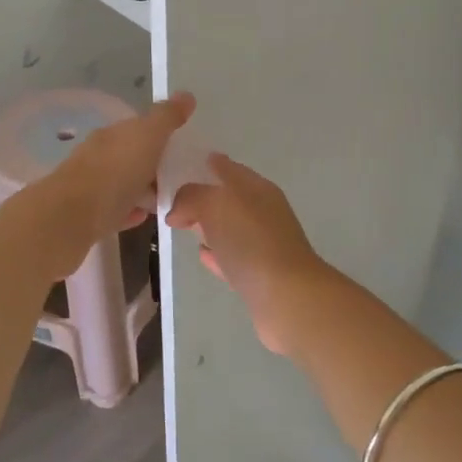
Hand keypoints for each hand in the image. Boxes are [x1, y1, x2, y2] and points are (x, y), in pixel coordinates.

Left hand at [37, 93, 194, 266]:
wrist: (70, 218)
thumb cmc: (114, 172)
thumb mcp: (148, 137)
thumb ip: (167, 117)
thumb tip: (186, 94)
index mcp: (112, 134)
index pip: (138, 127)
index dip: (161, 132)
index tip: (182, 143)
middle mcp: (98, 155)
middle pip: (130, 155)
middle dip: (153, 162)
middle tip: (181, 173)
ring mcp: (91, 186)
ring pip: (122, 182)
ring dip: (143, 187)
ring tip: (167, 197)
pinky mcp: (88, 216)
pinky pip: (115, 209)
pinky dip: (130, 209)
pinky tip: (143, 216)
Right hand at [166, 154, 323, 354]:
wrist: (287, 297)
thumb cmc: (251, 241)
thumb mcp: (215, 204)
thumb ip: (191, 197)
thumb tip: (177, 211)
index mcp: (257, 188)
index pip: (228, 168)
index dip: (207, 164)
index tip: (182, 165)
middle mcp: (263, 211)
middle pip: (229, 197)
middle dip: (204, 196)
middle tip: (174, 200)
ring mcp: (263, 244)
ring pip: (230, 227)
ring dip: (209, 225)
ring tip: (183, 225)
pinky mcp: (259, 275)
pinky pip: (232, 256)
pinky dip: (217, 253)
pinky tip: (202, 254)